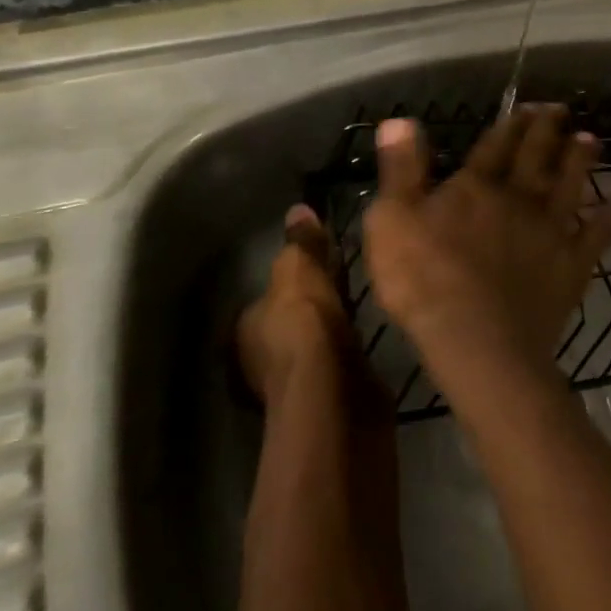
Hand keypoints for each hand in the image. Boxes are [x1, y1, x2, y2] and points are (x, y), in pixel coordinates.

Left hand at [234, 203, 354, 404]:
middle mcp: (259, 360)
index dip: (288, 283)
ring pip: (311, 346)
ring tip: (358, 306)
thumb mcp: (300, 271)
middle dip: (310, 308)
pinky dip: (346, 352)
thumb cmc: (303, 324)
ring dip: (329, 331)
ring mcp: (292, 384)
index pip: (263, 300)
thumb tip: (298, 209)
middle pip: (287, 324)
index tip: (315, 266)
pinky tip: (366, 338)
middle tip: (341, 281)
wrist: (333, 392)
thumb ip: (300, 243)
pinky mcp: (324, 401)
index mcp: (244, 328)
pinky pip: (335, 363)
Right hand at [363, 105, 610, 376]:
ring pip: (571, 183)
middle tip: (561, 110)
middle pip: (537, 156)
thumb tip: (400, 119)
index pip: (495, 145)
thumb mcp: (392, 220)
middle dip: (548, 130)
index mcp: (476, 187)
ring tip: (592, 139)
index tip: (526, 105)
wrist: (477, 339)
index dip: (511, 123)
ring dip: (581, 159)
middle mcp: (519, 197)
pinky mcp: (573, 262)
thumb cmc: (423, 281)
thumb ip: (401, 169)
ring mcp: (551, 229)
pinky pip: (601, 230)